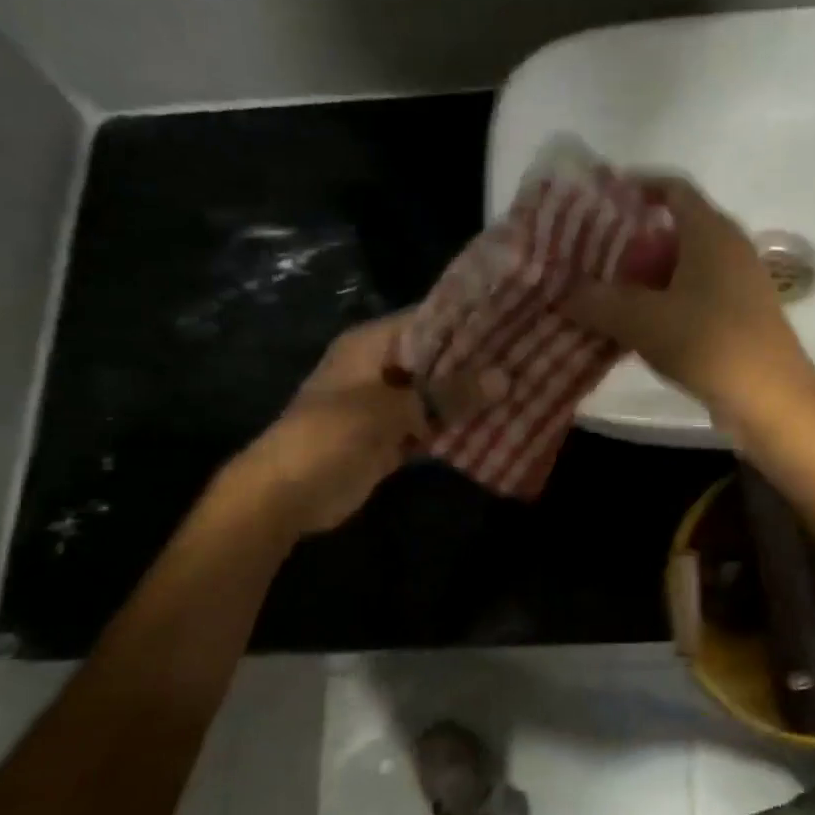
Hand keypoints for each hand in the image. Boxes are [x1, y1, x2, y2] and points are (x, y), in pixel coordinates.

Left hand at [229, 314, 502, 533]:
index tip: (514, 320)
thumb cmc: (330, 435)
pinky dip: (456, 428)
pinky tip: (496, 425)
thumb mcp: (391, 409)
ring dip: (470, 397)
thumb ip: (447, 393)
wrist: (285, 494)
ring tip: (524, 387)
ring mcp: (387, 406)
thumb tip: (504, 378)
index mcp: (371, 345)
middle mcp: (382, 368)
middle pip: (437, 358)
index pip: (428, 320)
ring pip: (437, 395)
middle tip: (529, 357)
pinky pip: (432, 427)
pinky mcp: (392, 438)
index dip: (468, 321)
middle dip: (477, 362)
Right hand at [563, 180, 814, 427]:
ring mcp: (739, 284)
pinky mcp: (740, 316)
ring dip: (647, 278)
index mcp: (710, 232)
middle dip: (632, 242)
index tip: (601, 199)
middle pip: (675, 230)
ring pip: (684, 267)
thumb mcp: (640, 320)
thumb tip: (562, 293)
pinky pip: (695, 296)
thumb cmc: (708, 342)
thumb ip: (596, 301)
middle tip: (593, 257)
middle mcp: (729, 248)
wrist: (770, 399)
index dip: (637, 186)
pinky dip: (665, 303)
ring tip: (607, 296)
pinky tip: (639, 329)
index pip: (673, 188)